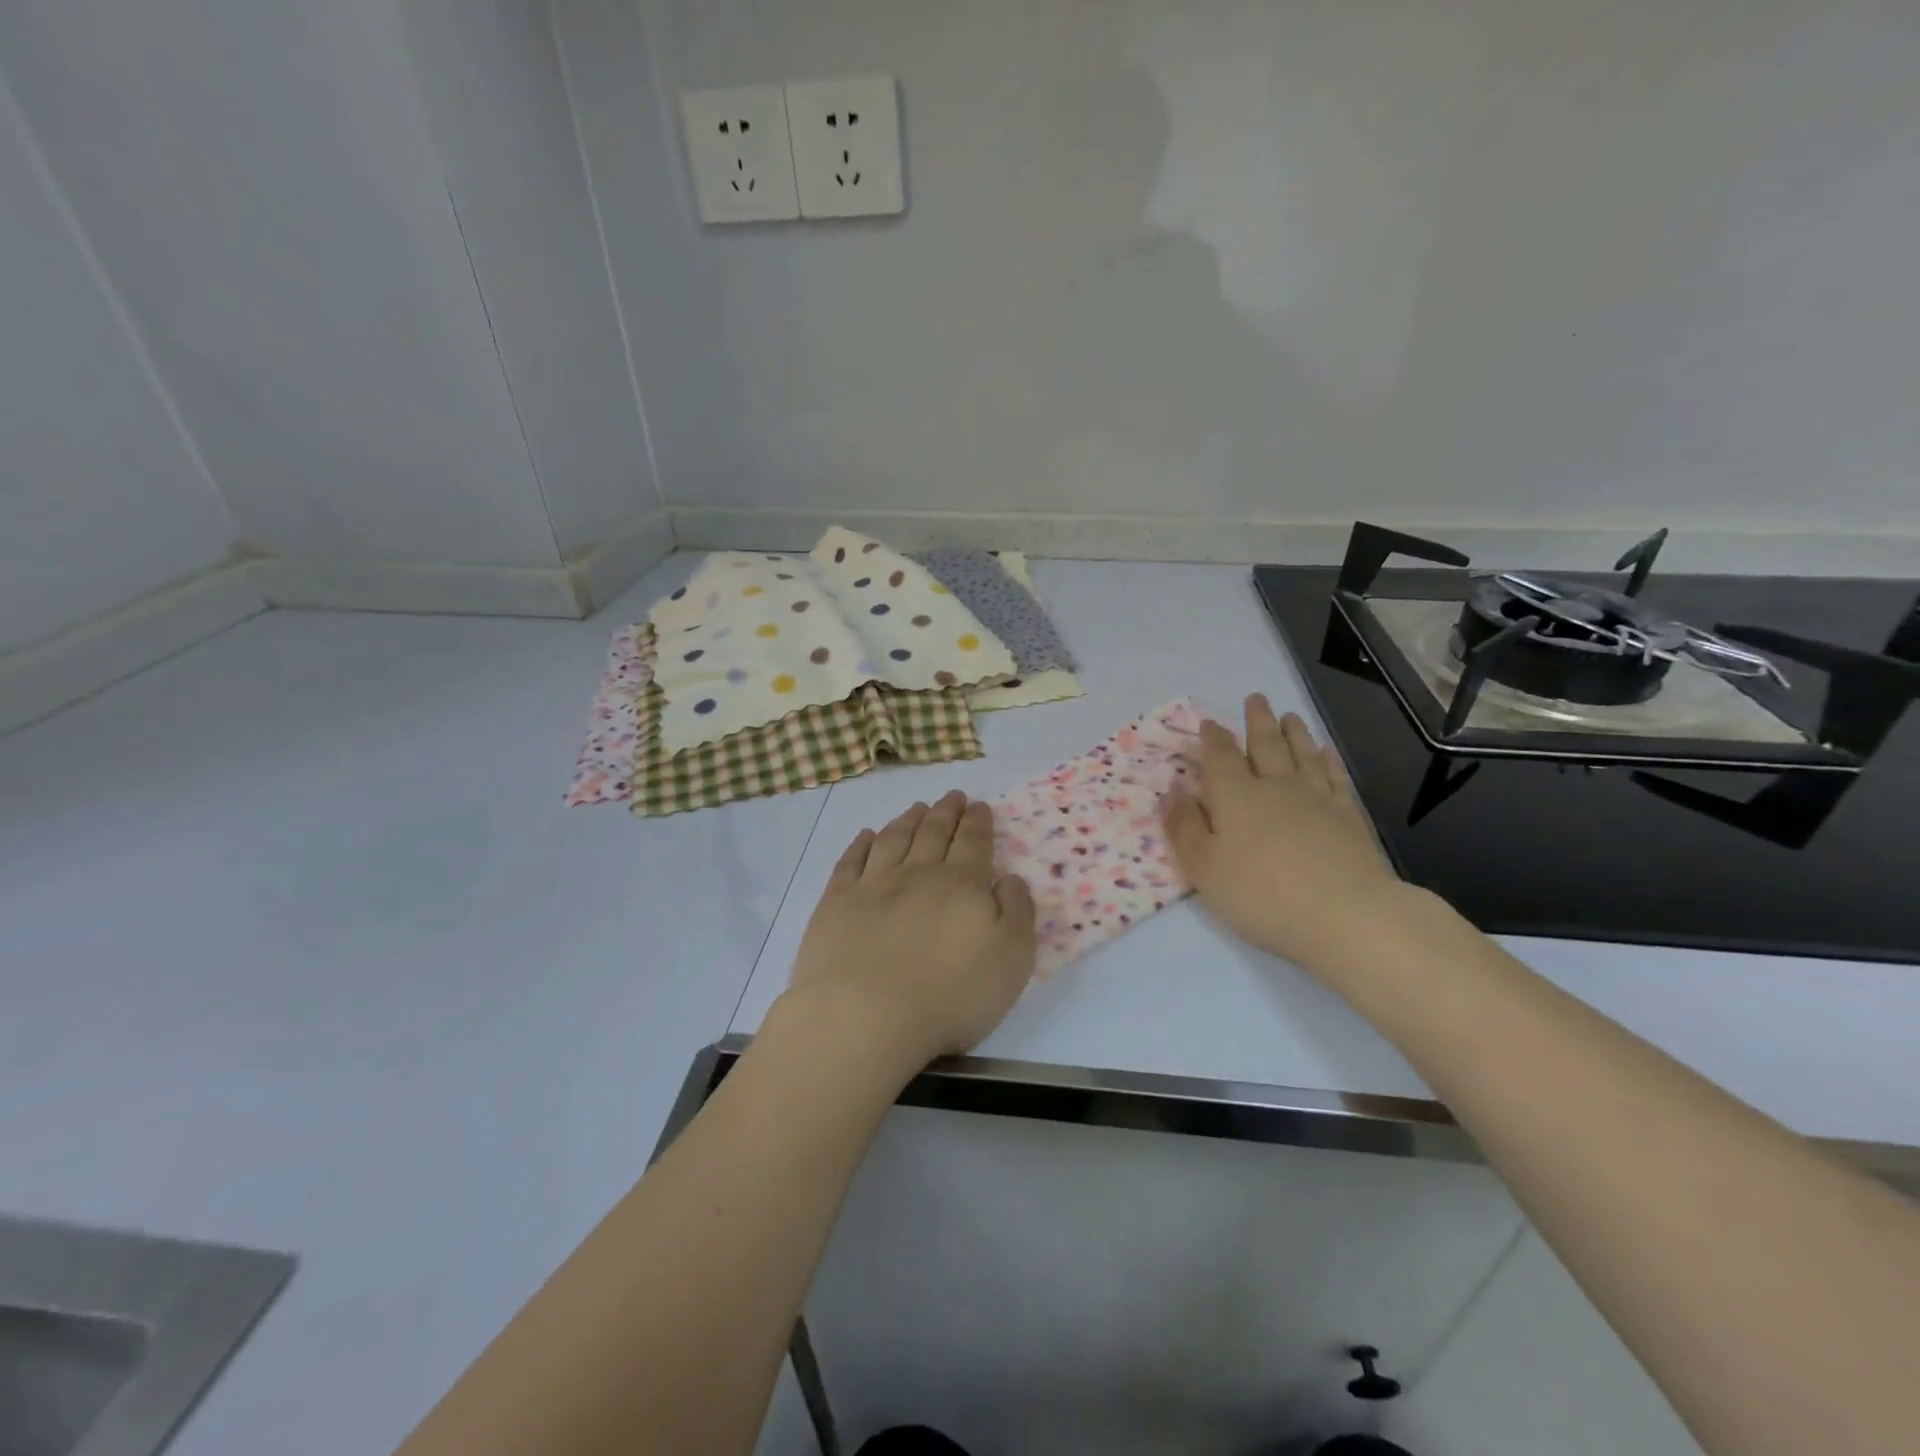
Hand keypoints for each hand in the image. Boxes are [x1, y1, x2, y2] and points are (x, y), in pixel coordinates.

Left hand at [785, 791, 1036, 1073]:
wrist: (865, 1017)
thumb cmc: (950, 996)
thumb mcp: (1011, 960)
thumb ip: (1017, 912)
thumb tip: (1009, 878)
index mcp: (962, 885)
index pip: (973, 841)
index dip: (978, 821)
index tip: (979, 805)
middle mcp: (918, 873)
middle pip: (934, 832)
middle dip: (947, 811)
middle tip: (952, 796)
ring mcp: (873, 885)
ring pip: (894, 839)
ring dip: (908, 819)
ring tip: (917, 808)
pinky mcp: (837, 902)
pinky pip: (851, 861)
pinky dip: (861, 843)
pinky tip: (867, 836)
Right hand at [1163, 694, 1407, 972]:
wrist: (1346, 916)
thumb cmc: (1262, 895)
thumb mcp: (1204, 868)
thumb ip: (1184, 827)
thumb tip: (1171, 790)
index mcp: (1235, 796)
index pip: (1220, 757)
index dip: (1213, 739)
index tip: (1209, 723)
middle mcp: (1275, 786)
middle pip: (1265, 745)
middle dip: (1257, 721)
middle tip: (1256, 698)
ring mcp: (1317, 798)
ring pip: (1302, 754)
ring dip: (1294, 733)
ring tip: (1289, 715)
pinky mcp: (1349, 816)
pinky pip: (1336, 777)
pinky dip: (1329, 761)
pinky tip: (1326, 752)